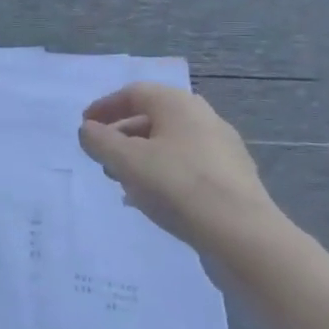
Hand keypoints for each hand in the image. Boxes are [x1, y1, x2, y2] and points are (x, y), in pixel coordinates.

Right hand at [78, 83, 283, 256]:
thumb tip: (87, 130)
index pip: (133, 93)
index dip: (104, 108)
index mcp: (177, 103)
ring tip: (123, 182)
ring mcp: (222, 148)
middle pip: (152, 117)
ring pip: (170, 144)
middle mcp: (202, 116)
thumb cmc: (178, 186)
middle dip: (122, 135)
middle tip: (102, 157)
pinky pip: (187, 166)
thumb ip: (100, 141)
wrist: (243, 235)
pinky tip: (152, 200)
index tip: (85, 127)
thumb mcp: (127, 162)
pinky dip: (163, 174)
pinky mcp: (232, 178)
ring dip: (141, 157)